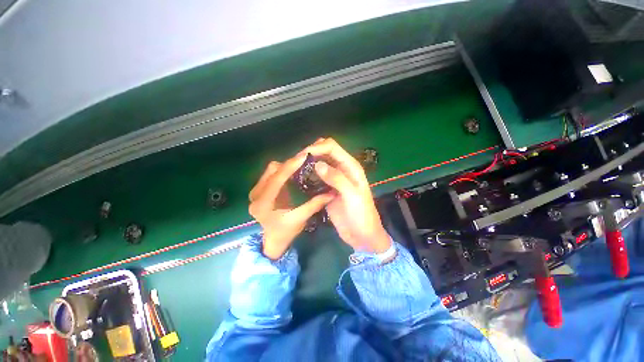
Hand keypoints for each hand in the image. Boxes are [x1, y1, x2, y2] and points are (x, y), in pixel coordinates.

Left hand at [249, 153, 333, 259]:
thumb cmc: (286, 232)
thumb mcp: (300, 219)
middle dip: (290, 164)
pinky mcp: (259, 189)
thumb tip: (331, 193)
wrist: (273, 240)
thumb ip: (314, 205)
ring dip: (286, 166)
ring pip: (271, 170)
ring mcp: (256, 191)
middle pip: (272, 170)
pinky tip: (294, 172)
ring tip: (301, 165)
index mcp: (263, 203)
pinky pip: (271, 174)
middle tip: (306, 161)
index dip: (291, 165)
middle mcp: (255, 194)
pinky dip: (283, 170)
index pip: (277, 178)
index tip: (305, 155)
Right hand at [305, 138, 390, 252]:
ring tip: (294, 168)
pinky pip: (316, 178)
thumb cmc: (362, 215)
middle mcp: (342, 169)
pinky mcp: (327, 190)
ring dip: (308, 164)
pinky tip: (299, 180)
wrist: (362, 235)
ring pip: (319, 164)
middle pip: (325, 152)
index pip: (332, 147)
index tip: (302, 155)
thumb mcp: (352, 196)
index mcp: (351, 167)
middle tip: (296, 161)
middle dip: (311, 153)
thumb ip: (337, 179)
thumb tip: (317, 164)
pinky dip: (308, 176)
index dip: (318, 147)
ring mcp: (334, 180)